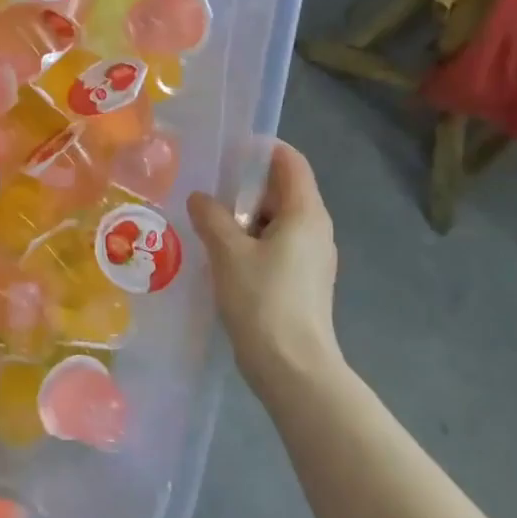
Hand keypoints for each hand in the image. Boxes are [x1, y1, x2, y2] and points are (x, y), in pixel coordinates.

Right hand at [187, 141, 343, 400]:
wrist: (293, 368)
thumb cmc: (263, 300)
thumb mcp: (228, 253)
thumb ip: (211, 218)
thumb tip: (200, 198)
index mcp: (305, 213)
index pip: (290, 162)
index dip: (262, 149)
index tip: (227, 150)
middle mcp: (316, 229)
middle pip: (283, 190)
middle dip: (245, 185)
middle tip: (207, 187)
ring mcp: (312, 257)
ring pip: (277, 220)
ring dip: (244, 216)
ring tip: (207, 219)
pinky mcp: (303, 281)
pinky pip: (276, 245)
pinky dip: (251, 240)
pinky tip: (221, 253)